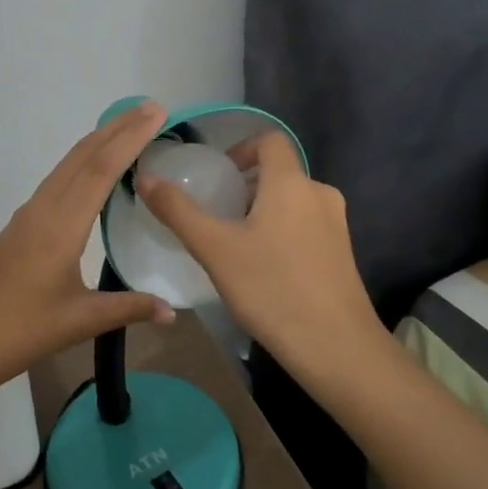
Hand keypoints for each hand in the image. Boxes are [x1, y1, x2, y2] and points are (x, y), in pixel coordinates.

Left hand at [0, 102, 176, 396]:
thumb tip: (172, 311)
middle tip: (150, 108)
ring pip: (67, 166)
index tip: (156, 112)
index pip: (100, 170)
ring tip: (129, 129)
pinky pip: (57, 181)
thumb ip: (128, 309)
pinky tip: (93, 173)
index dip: (130, 138)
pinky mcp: (20, 226)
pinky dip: (82, 163)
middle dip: (117, 128)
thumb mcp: (79, 322)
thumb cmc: (18, 331)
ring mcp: (28, 215)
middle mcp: (43, 209)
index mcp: (60, 226)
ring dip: (98, 142)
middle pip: (82, 156)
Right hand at [136, 130, 379, 370]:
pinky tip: (265, 269)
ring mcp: (337, 225)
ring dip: (264, 210)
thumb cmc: (271, 289)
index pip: (270, 140)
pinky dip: (283, 232)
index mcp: (291, 183)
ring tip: (237, 244)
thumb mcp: (215, 249)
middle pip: (280, 172)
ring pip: (293, 201)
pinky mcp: (343, 254)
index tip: (219, 176)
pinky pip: (307, 226)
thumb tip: (145, 177)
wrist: (336, 348)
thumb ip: (177, 211)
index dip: (242, 149)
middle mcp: (320, 194)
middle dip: (247, 186)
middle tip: (218, 214)